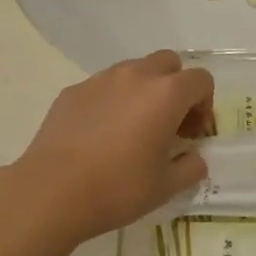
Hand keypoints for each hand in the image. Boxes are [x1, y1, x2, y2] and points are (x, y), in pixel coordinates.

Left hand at [12, 50, 214, 246]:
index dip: (205, 104)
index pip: (201, 80)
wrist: (51, 192)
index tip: (193, 134)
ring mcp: (102, 79)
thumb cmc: (117, 188)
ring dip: (144, 90)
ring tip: (133, 128)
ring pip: (134, 70)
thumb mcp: (165, 187)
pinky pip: (104, 86)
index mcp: (166, 94)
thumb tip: (195, 159)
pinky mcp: (74, 90)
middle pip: (169, 63)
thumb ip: (190, 168)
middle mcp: (136, 75)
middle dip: (176, 87)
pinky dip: (112, 101)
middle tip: (169, 123)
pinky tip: (100, 135)